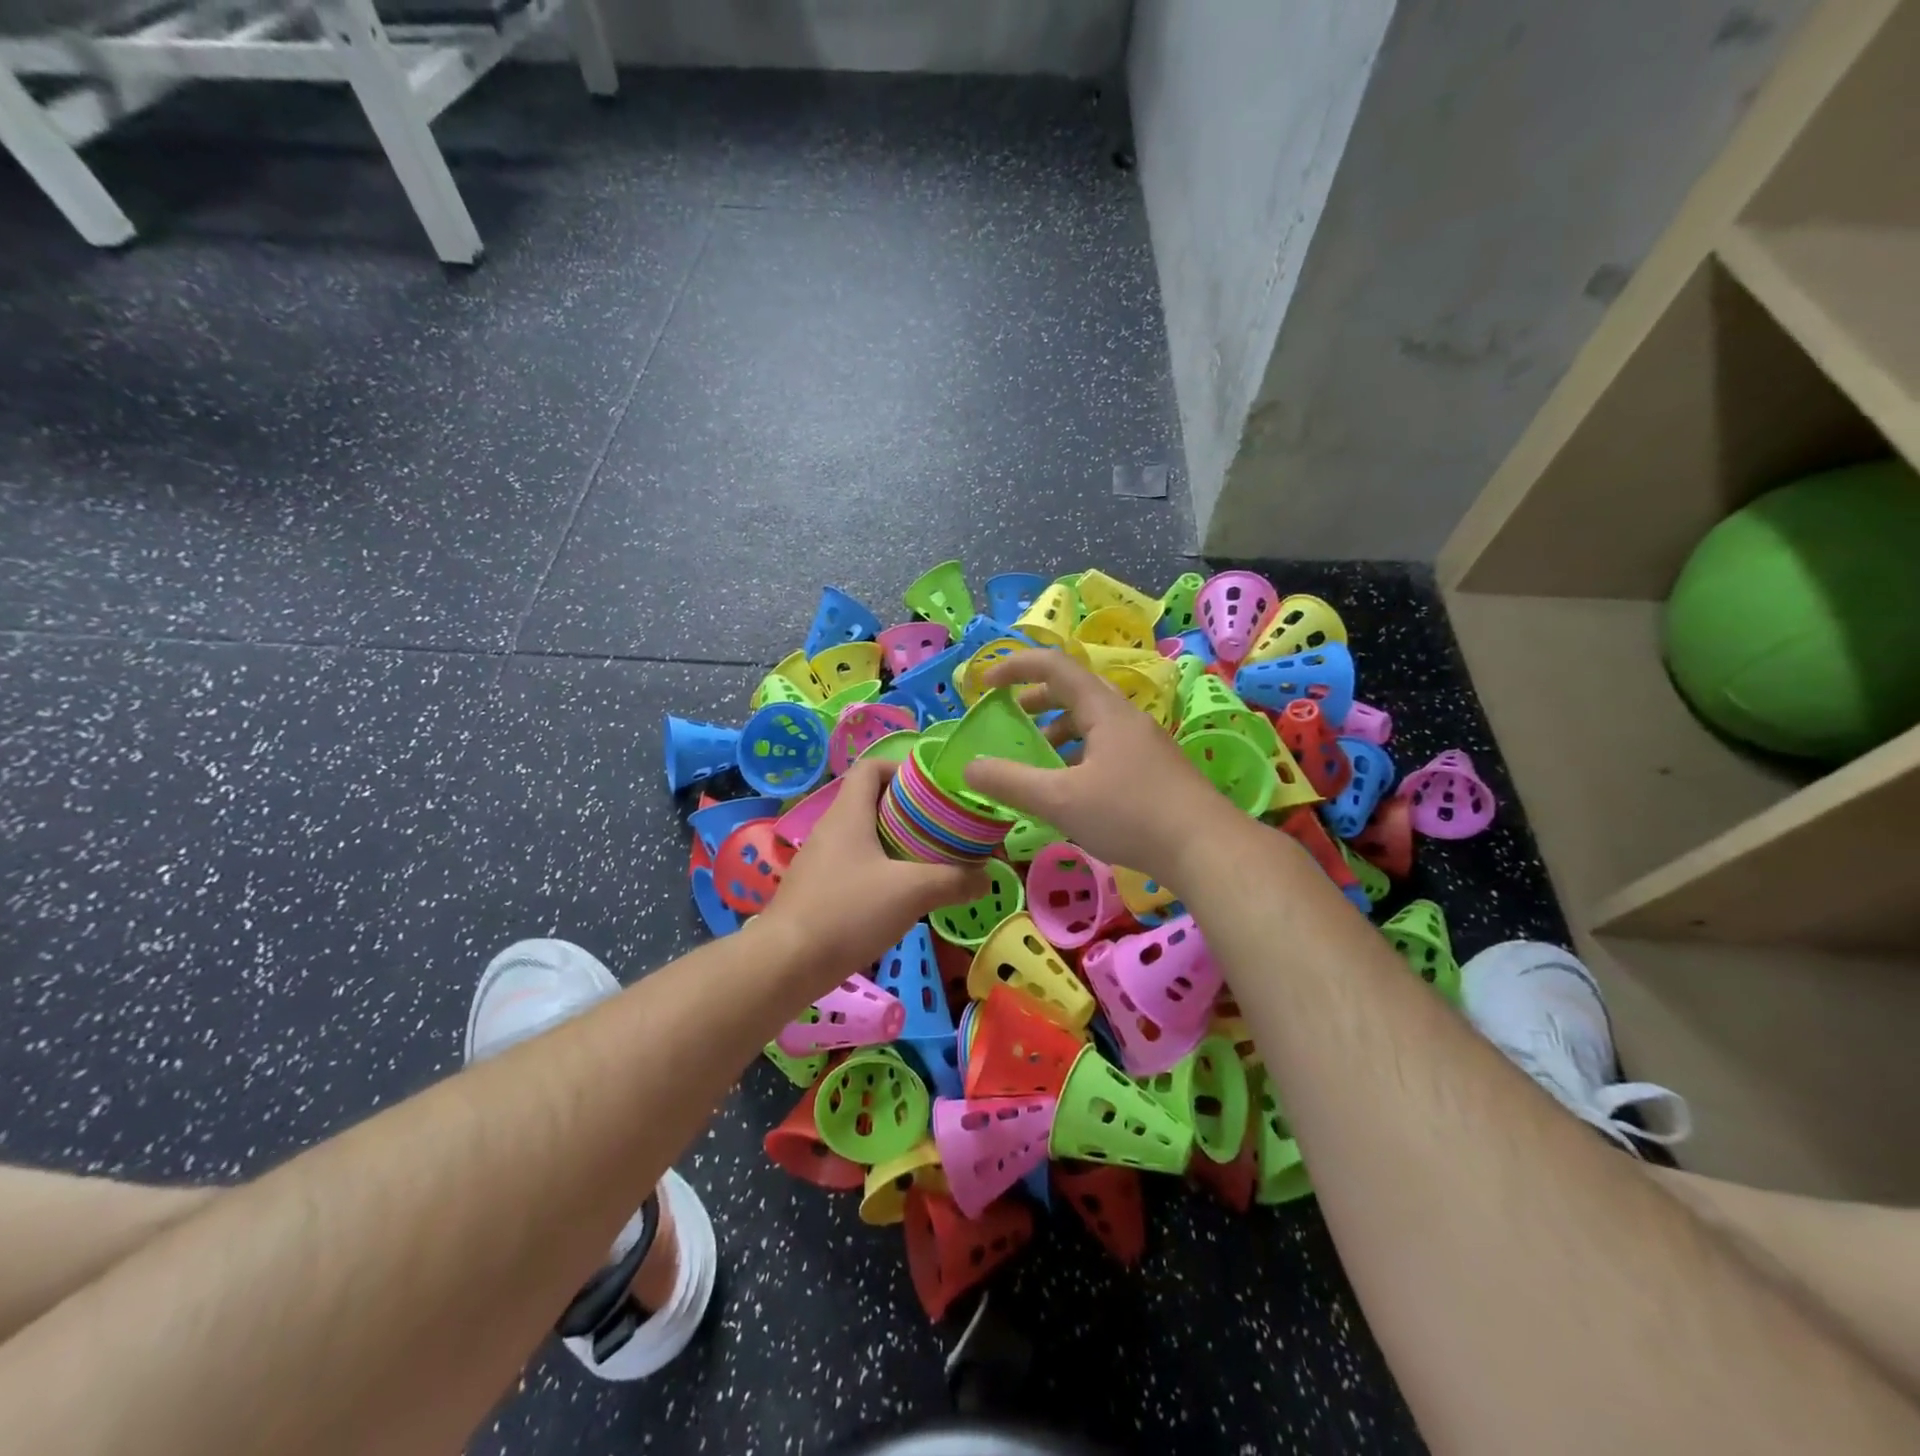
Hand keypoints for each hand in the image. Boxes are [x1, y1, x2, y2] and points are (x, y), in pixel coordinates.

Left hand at [757, 757, 988, 990]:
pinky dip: (879, 872)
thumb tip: (986, 878)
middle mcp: (830, 829)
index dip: (901, 769)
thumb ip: (954, 880)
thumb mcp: (912, 892)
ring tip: (929, 863)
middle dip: (909, 812)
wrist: (785, 964)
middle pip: (871, 802)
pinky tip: (900, 898)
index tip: (932, 791)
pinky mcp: (816, 891)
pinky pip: (853, 867)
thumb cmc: (848, 912)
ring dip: (896, 845)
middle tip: (942, 830)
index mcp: (848, 813)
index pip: (870, 767)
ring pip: (864, 838)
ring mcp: (820, 861)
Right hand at [962, 649, 1240, 889]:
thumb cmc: (1131, 815)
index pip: (1053, 666)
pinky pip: (1106, 747)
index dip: (1014, 667)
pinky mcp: (1154, 769)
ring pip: (1091, 723)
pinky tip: (1073, 790)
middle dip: (1035, 700)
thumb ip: (1011, 783)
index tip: (983, 685)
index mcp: (1103, 710)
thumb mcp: (1060, 801)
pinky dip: (1078, 755)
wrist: (1207, 849)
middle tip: (1009, 719)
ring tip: (1037, 759)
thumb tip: (970, 769)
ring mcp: (1144, 743)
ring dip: (1057, 731)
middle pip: (1074, 692)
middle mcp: (1125, 717)